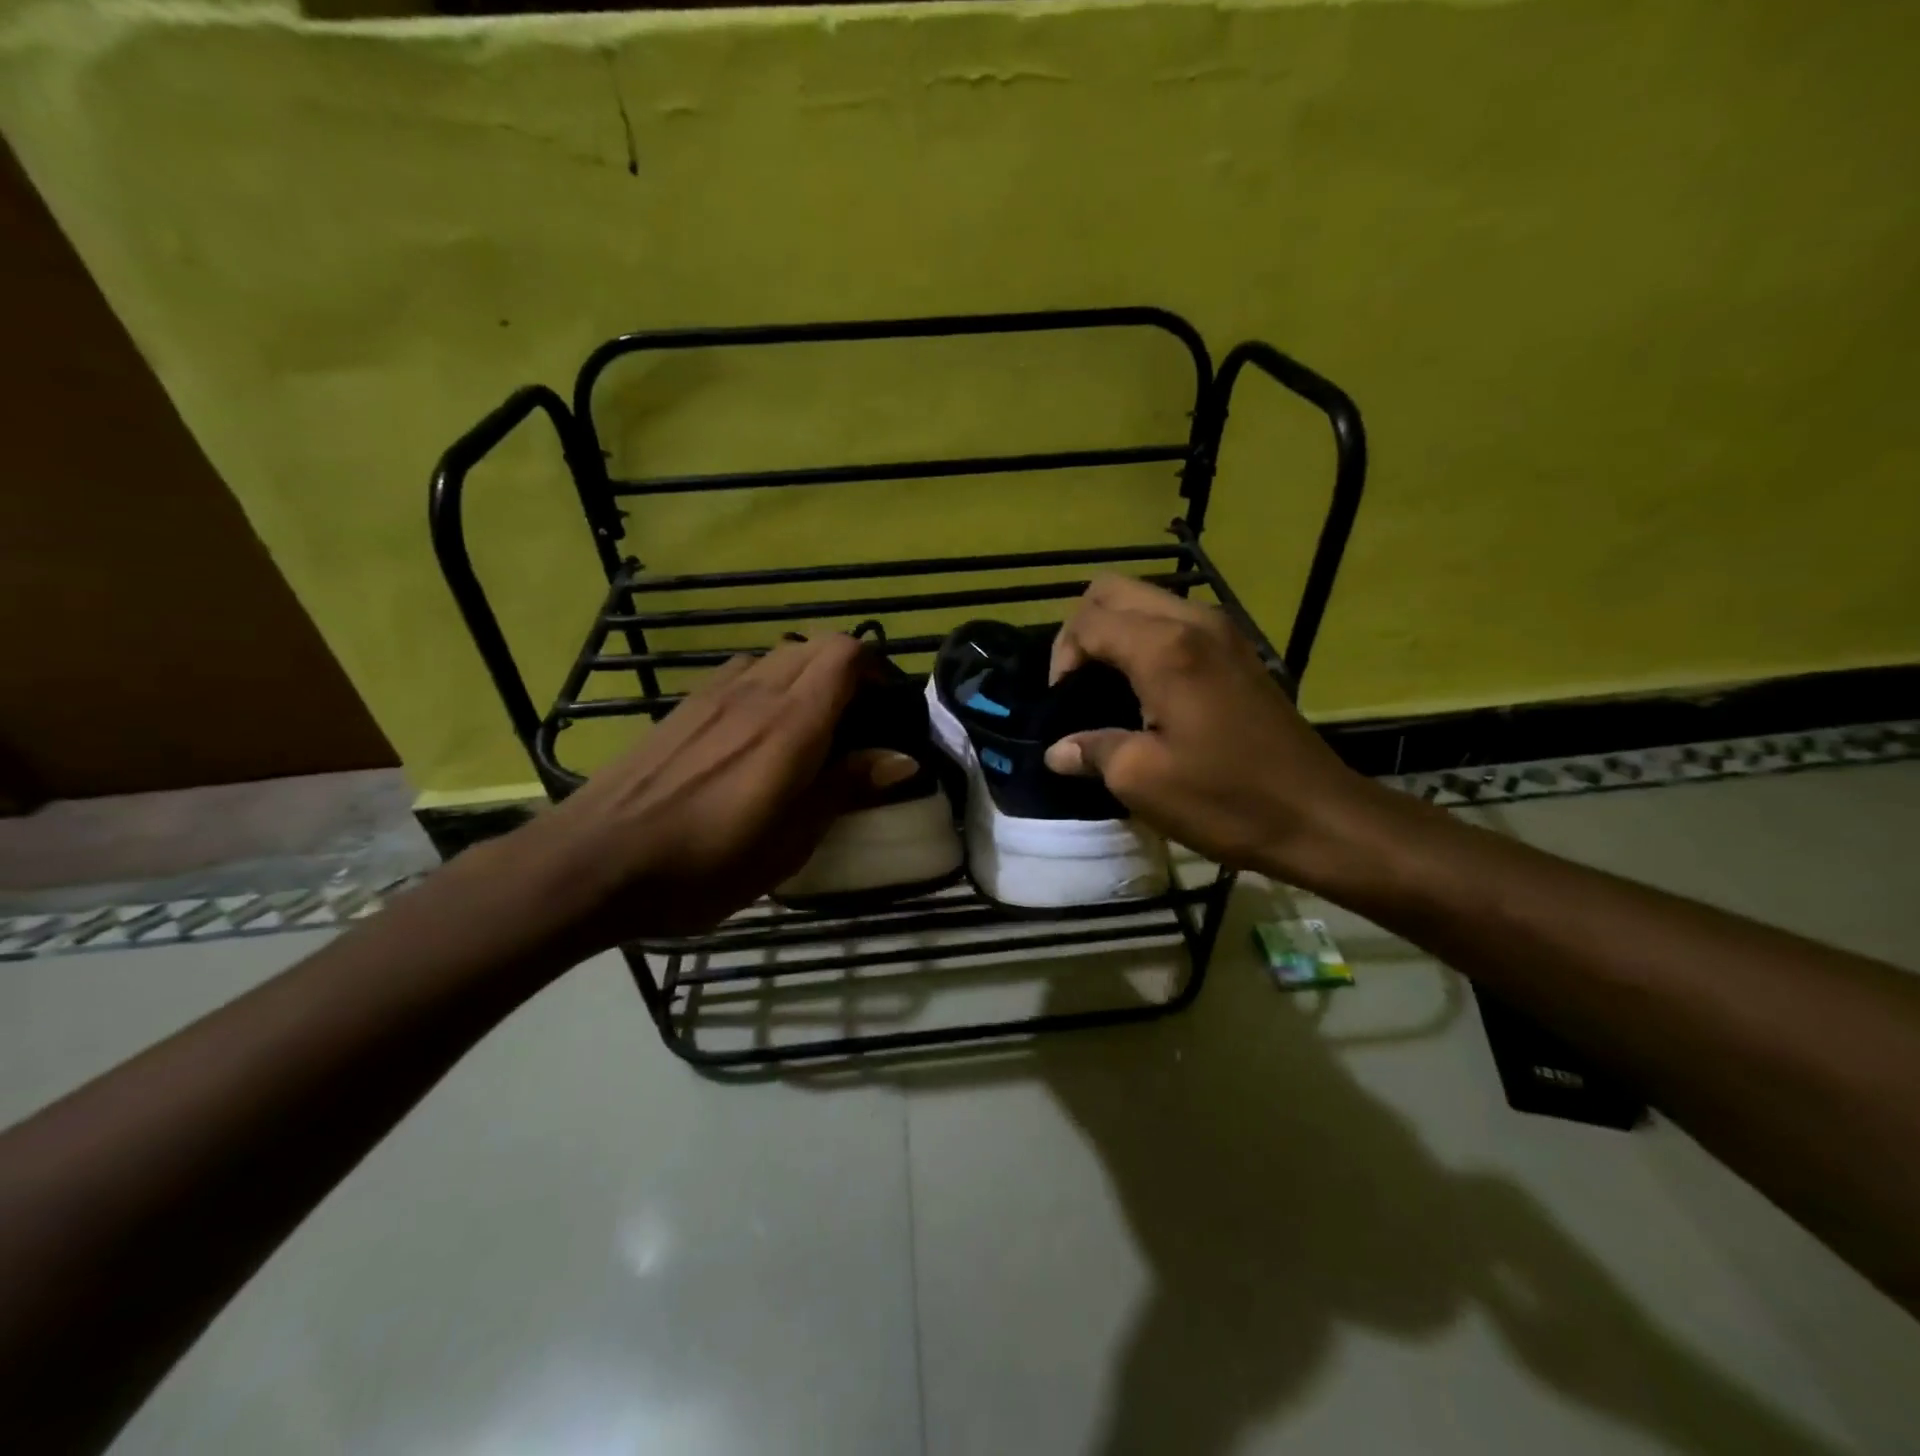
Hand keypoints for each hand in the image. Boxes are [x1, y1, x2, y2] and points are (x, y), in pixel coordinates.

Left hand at [520, 634, 899, 943]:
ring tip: (807, 729)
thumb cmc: (706, 863)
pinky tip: (754, 737)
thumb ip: (845, 788)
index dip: (875, 670)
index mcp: (791, 723)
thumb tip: (903, 759)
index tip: (885, 710)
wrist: (596, 861)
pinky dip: (766, 686)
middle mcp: (755, 692)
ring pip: (776, 656)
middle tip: (854, 723)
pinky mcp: (683, 707)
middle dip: (846, 672)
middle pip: (815, 646)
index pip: (845, 654)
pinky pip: (741, 674)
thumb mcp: (790, 841)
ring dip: (805, 677)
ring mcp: (713, 694)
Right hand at [1045, 576, 1384, 885]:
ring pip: (1147, 601)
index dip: (1061, 657)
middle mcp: (1194, 623)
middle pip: (1114, 591)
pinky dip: (1146, 640)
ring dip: (1115, 631)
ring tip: (1106, 686)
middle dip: (1082, 630)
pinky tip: (1145, 690)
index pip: (1088, 621)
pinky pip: (1176, 622)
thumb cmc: (1225, 798)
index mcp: (1165, 649)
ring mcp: (1223, 632)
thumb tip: (1058, 751)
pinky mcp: (1239, 652)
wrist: (1318, 816)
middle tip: (1076, 683)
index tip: (1061, 705)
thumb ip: (1092, 751)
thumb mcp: (1141, 781)